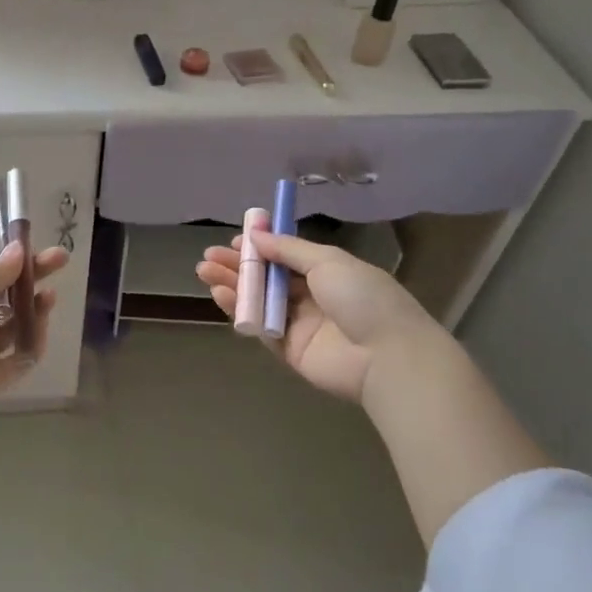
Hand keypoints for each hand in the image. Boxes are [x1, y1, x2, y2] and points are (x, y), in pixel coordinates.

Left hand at [0, 243, 67, 425]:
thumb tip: (18, 249)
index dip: (18, 260)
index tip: (45, 250)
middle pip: (7, 297)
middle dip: (33, 281)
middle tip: (62, 263)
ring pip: (15, 327)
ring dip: (35, 311)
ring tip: (49, 299)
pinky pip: (19, 359)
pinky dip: (32, 345)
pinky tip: (42, 331)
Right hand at [195, 230, 456, 403]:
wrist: (387, 357)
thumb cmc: (363, 298)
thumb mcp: (328, 261)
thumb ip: (288, 249)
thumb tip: (257, 235)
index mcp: (328, 272)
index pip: (287, 257)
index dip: (261, 248)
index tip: (236, 240)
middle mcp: (314, 297)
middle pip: (268, 278)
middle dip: (239, 266)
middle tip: (208, 257)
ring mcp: (301, 325)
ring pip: (260, 301)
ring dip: (233, 285)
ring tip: (204, 272)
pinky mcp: (290, 351)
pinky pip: (261, 328)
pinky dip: (240, 311)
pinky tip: (221, 296)